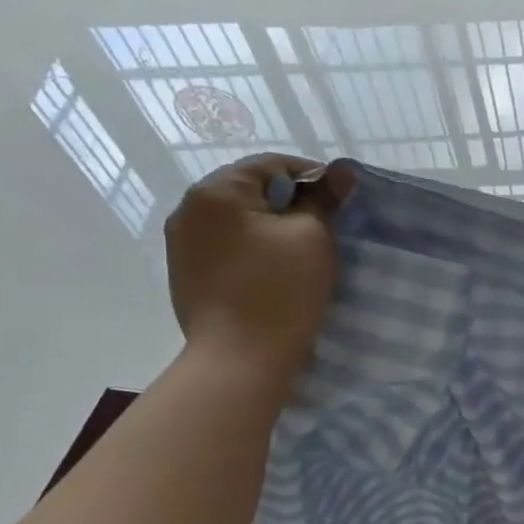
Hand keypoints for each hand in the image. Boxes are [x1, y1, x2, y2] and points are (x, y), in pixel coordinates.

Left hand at [164, 154, 349, 381]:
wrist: (240, 359)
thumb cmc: (281, 290)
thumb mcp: (313, 237)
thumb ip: (324, 199)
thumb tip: (341, 171)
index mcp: (215, 192)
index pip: (271, 165)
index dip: (313, 177)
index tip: (340, 202)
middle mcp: (188, 210)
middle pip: (250, 191)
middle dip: (289, 204)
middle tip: (325, 229)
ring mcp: (181, 244)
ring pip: (237, 221)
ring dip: (270, 228)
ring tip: (300, 253)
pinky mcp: (186, 274)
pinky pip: (226, 247)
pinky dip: (252, 250)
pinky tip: (273, 273)